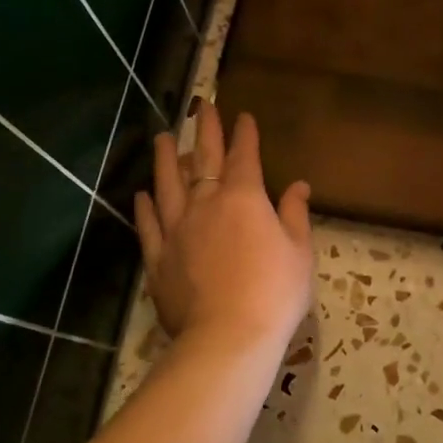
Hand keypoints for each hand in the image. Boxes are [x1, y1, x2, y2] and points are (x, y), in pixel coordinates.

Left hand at [133, 103, 313, 351]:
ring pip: (168, 185)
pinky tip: (142, 194)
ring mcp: (177, 229)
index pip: (244, 156)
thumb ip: (295, 214)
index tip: (243, 115)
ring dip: (167, 159)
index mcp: (244, 198)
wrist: (229, 335)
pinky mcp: (158, 257)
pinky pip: (149, 225)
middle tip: (202, 106)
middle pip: (204, 159)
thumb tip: (299, 185)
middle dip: (206, 130)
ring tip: (164, 137)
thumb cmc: (275, 291)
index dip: (244, 134)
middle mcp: (206, 204)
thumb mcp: (299, 251)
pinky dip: (145, 207)